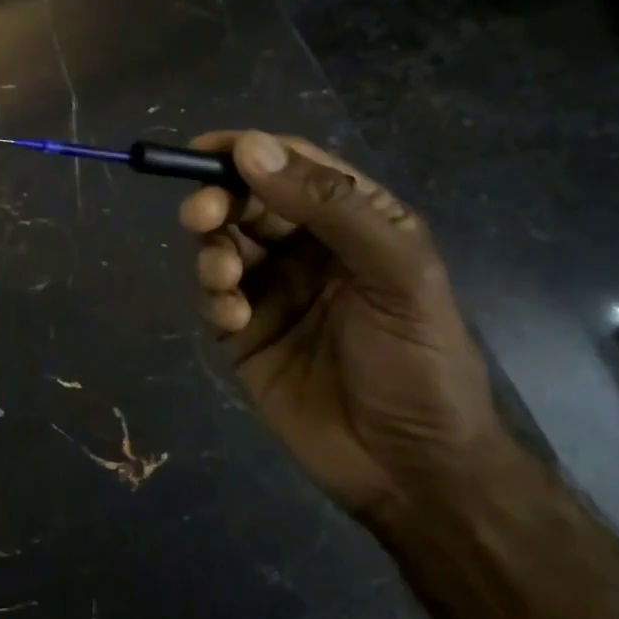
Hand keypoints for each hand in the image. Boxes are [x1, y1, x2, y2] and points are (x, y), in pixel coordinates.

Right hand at [179, 131, 502, 516]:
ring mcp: (274, 291)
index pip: (295, 166)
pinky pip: (215, 297)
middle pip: (248, 201)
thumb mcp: (395, 275)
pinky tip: (234, 320)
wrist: (410, 469)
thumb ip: (330, 207)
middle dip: (218, 201)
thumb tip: (251, 149)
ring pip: (223, 245)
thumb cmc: (418, 362)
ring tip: (224, 280)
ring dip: (212, 251)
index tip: (205, 152)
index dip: (250, 152)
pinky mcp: (245, 333)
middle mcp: (310, 248)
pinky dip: (214, 298)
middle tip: (200, 216)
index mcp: (356, 221)